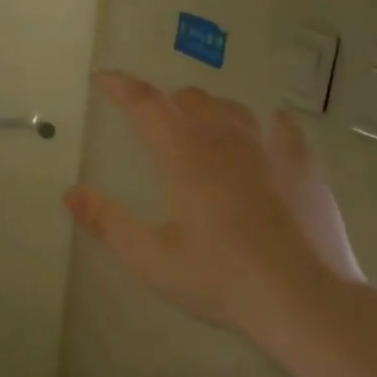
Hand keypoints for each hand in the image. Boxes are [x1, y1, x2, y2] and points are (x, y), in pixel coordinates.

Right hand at [64, 72, 362, 344]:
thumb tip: (72, 193)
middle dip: (165, 102)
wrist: (304, 298)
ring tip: (200, 122)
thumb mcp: (151, 258)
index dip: (120, 86)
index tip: (103, 78)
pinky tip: (271, 129)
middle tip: (151, 119)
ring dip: (209, 109)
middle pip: (190, 100)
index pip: (145, 104)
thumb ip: (108, 222)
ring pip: (233, 109)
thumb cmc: (219, 279)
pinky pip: (283, 129)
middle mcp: (225, 139)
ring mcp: (269, 149)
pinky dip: (267, 124)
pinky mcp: (303, 167)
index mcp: (183, 154)